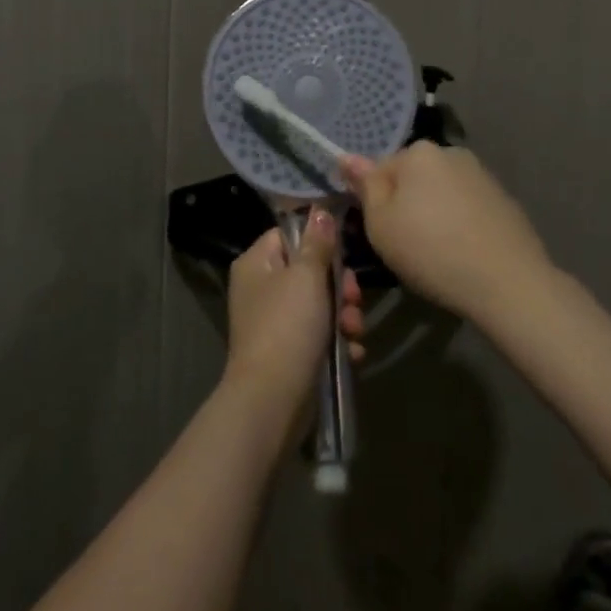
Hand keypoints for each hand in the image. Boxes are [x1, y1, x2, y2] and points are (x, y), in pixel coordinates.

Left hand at [224, 212, 364, 412]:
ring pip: (319, 304)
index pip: (288, 235)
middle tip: (352, 299)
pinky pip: (319, 335)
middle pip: (309, 271)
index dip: (318, 242)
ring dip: (343, 315)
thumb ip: (317, 243)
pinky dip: (337, 342)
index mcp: (256, 263)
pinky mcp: (289, 352)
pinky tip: (353, 352)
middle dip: (339, 286)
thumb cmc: (288, 326)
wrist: (273, 399)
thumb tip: (320, 211)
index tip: (343, 254)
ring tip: (354, 330)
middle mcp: (261, 289)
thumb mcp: (307, 277)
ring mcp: (274, 322)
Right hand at [343, 143, 550, 323]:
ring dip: (434, 213)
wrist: (508, 282)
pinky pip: (467, 207)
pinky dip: (460, 223)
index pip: (380, 170)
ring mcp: (481, 175)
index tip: (380, 233)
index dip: (375, 202)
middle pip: (413, 178)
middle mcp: (451, 153)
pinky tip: (463, 253)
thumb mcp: (381, 224)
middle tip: (406, 245)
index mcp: (418, 152)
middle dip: (406, 204)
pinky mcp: (504, 199)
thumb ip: (365, 186)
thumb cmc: (431, 251)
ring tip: (437, 253)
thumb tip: (346, 157)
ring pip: (441, 192)